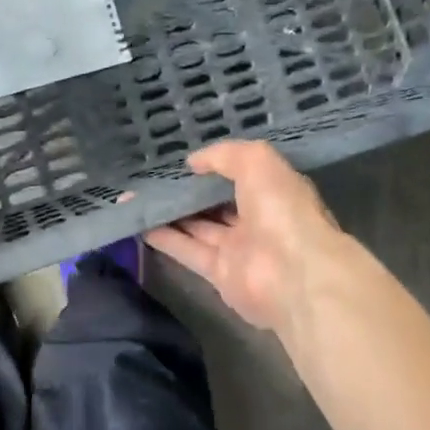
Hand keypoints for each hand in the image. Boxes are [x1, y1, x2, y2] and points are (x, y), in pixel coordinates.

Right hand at [144, 140, 358, 336]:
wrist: (294, 274)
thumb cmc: (281, 209)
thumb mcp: (256, 161)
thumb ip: (223, 155)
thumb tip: (193, 162)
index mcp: (272, 191)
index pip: (240, 175)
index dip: (213, 167)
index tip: (182, 159)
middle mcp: (256, 219)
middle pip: (215, 203)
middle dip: (187, 191)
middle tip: (152, 177)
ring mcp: (238, 248)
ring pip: (197, 226)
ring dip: (169, 213)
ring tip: (136, 197)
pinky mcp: (219, 274)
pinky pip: (187, 251)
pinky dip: (164, 238)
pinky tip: (138, 223)